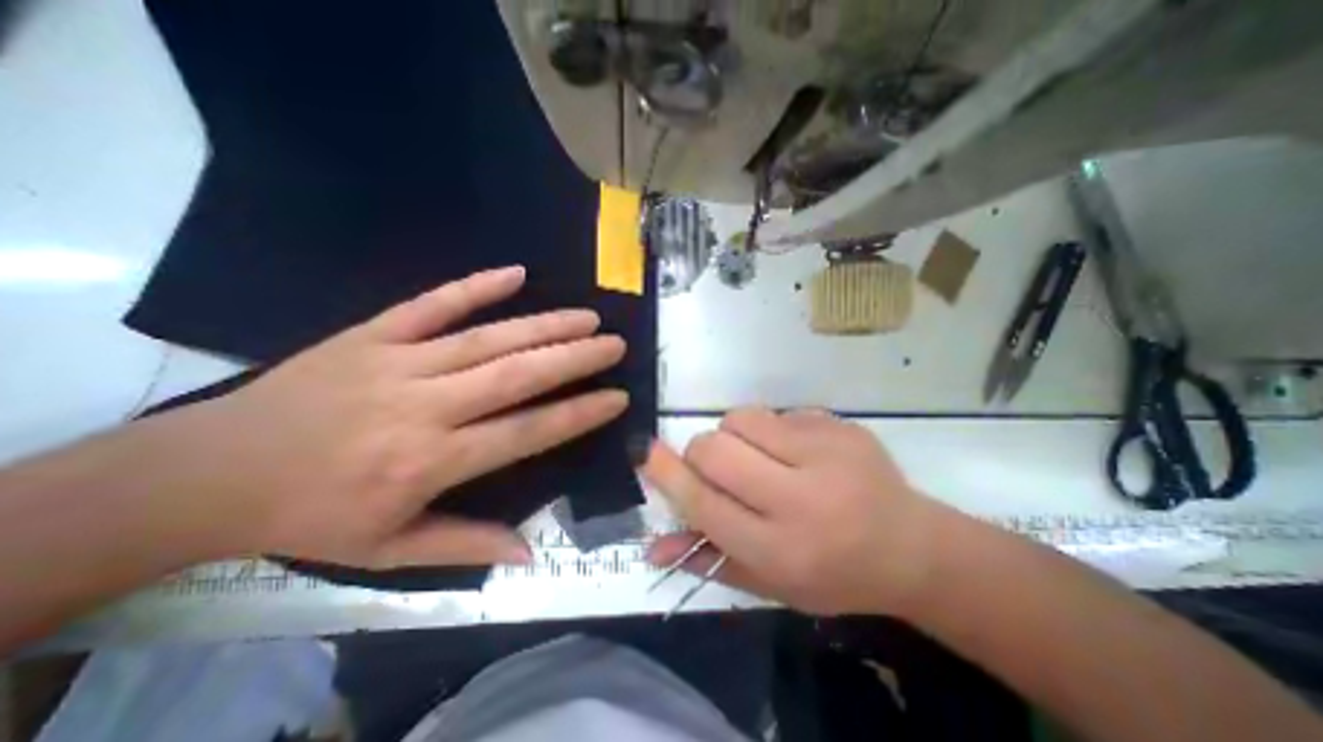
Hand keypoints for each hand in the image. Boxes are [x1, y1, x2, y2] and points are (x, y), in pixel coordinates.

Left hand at [158, 267, 626, 568]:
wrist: (206, 474)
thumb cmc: (309, 517)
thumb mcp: (389, 551)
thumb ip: (465, 546)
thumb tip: (528, 553)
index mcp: (431, 461)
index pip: (527, 432)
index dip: (578, 414)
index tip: (617, 397)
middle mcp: (425, 406)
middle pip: (517, 375)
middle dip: (574, 358)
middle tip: (614, 344)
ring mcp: (398, 362)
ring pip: (488, 338)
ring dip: (544, 325)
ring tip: (586, 317)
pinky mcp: (371, 333)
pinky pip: (432, 304)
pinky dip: (475, 286)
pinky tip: (515, 273)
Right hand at [640, 409, 950, 617]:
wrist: (913, 548)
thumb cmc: (834, 575)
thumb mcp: (771, 583)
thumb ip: (710, 560)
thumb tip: (653, 546)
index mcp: (781, 549)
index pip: (704, 502)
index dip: (667, 474)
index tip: (646, 452)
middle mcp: (801, 499)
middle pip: (714, 449)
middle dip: (701, 452)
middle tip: (718, 466)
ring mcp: (825, 454)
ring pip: (741, 418)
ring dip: (735, 435)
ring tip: (760, 457)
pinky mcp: (839, 426)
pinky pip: (776, 412)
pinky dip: (771, 430)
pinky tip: (798, 453)